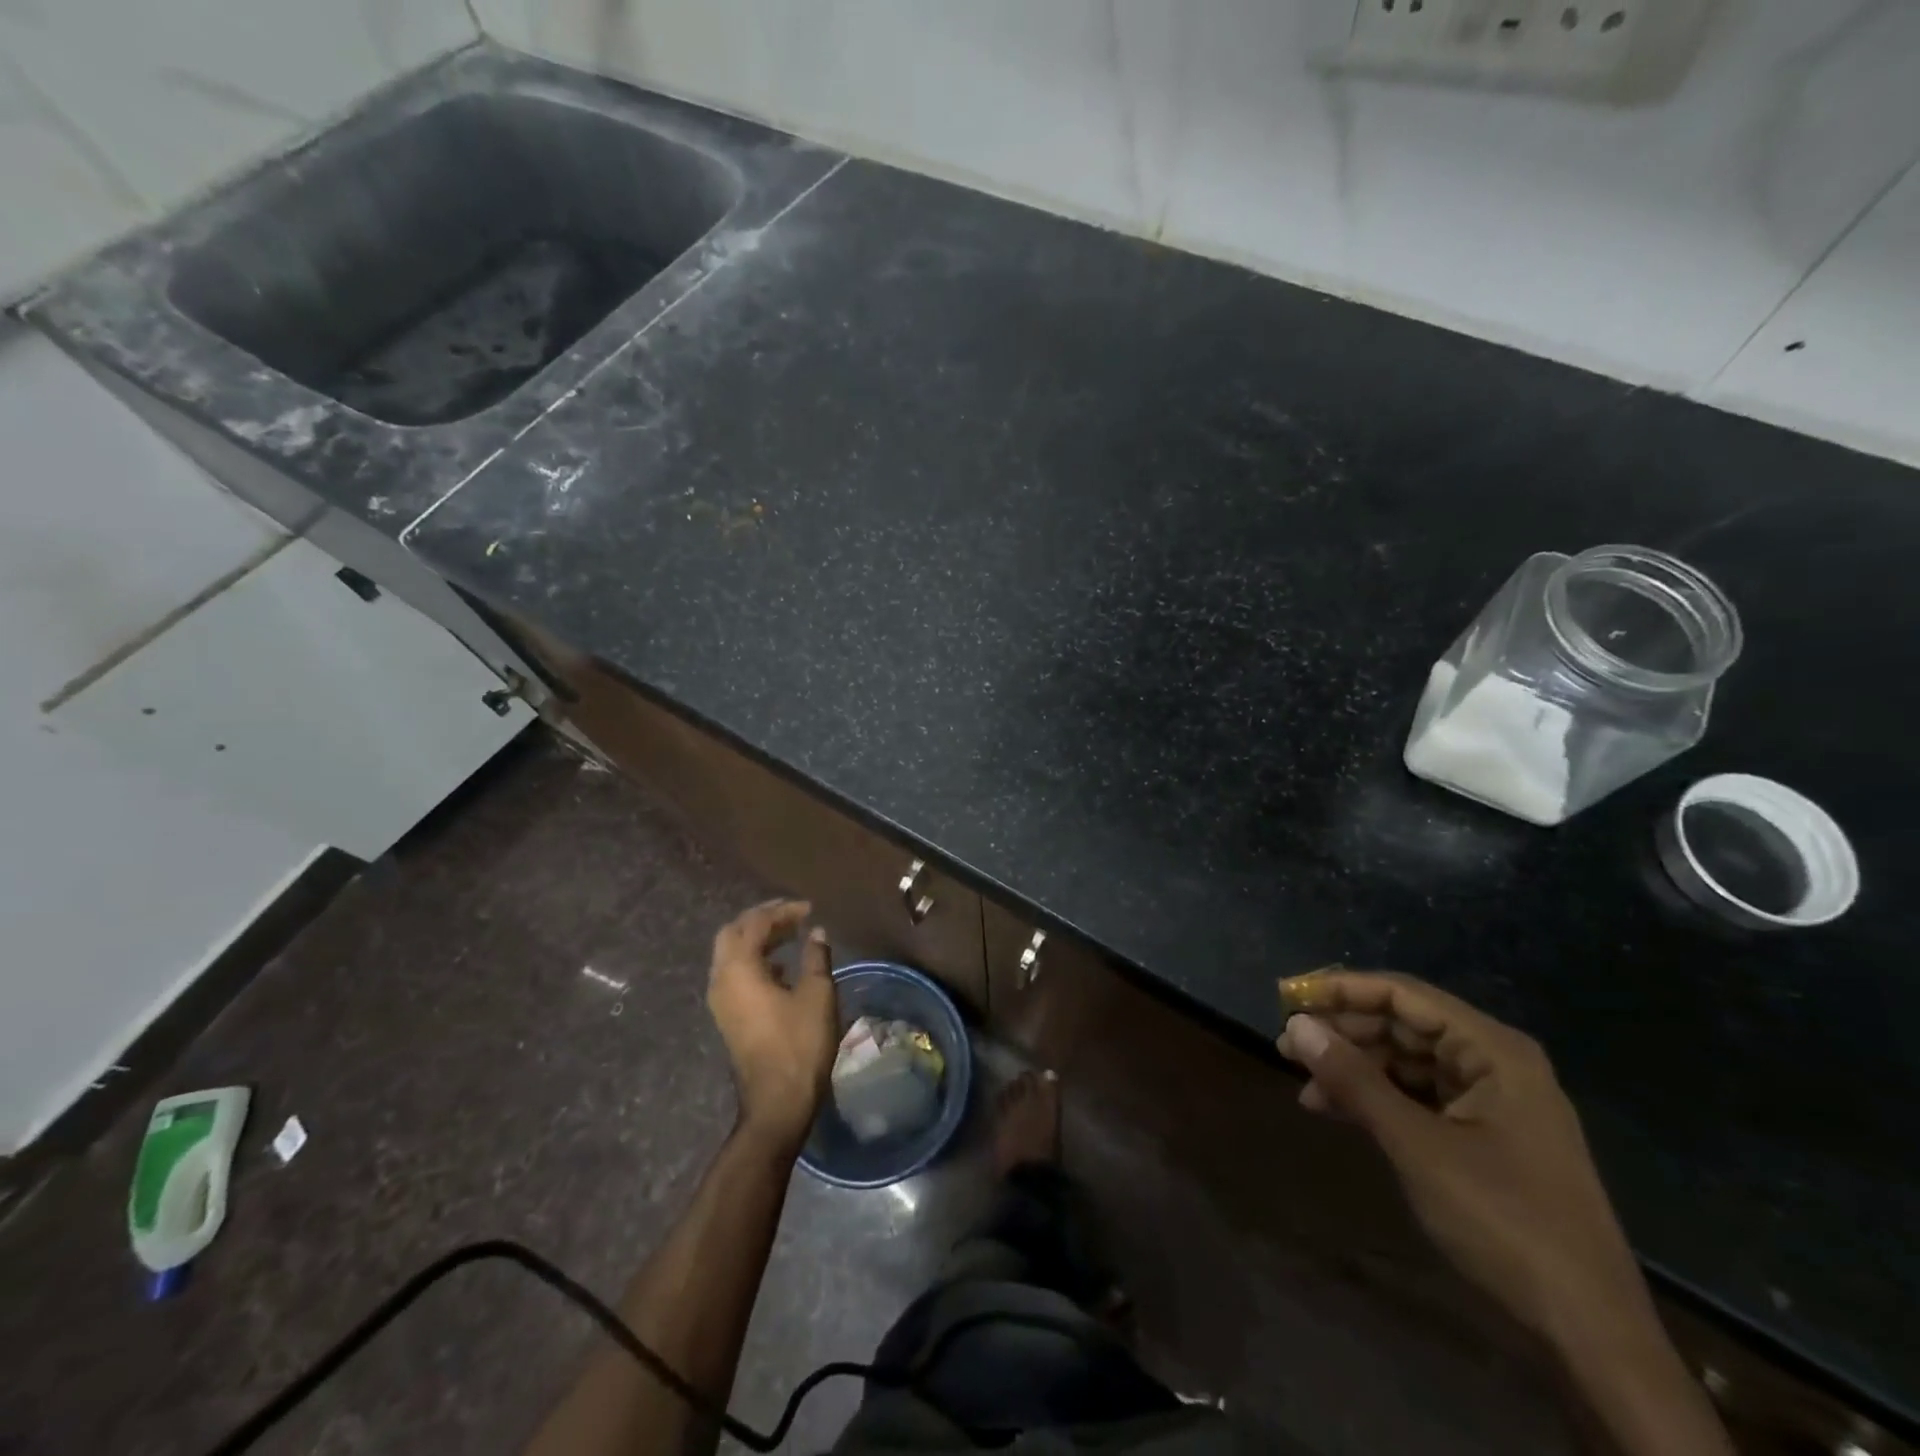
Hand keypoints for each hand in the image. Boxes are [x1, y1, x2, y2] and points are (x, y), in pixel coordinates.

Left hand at [707, 900, 838, 1154]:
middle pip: (733, 934)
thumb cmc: (799, 1044)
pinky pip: (735, 974)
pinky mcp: (728, 1017)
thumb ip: (816, 956)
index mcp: (739, 969)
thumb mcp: (817, 994)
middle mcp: (721, 980)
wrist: (777, 1102)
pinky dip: (756, 961)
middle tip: (791, 914)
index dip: (782, 911)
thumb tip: (816, 932)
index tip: (809, 909)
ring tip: (790, 935)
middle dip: (761, 919)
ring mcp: (721, 1001)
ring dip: (757, 940)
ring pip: (731, 955)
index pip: (755, 923)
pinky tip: (782, 968)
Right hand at [1277, 971, 1731, 1455]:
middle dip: (1343, 1032)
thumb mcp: (1418, 1146)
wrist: (1590, 1332)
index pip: (1403, 995)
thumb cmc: (1504, 1222)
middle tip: (1286, 1044)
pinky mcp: (1484, 1136)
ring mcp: (1490, 1101)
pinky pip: (1417, 1097)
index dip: (1342, 990)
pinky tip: (1333, 1110)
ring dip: (1353, 1068)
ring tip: (1301, 1080)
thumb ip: (1354, 1080)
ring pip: (1405, 1062)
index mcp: (1493, 1051)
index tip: (1289, 997)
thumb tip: (1296, 1026)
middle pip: (1403, 1025)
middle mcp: (1494, 1063)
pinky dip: (1375, 1099)